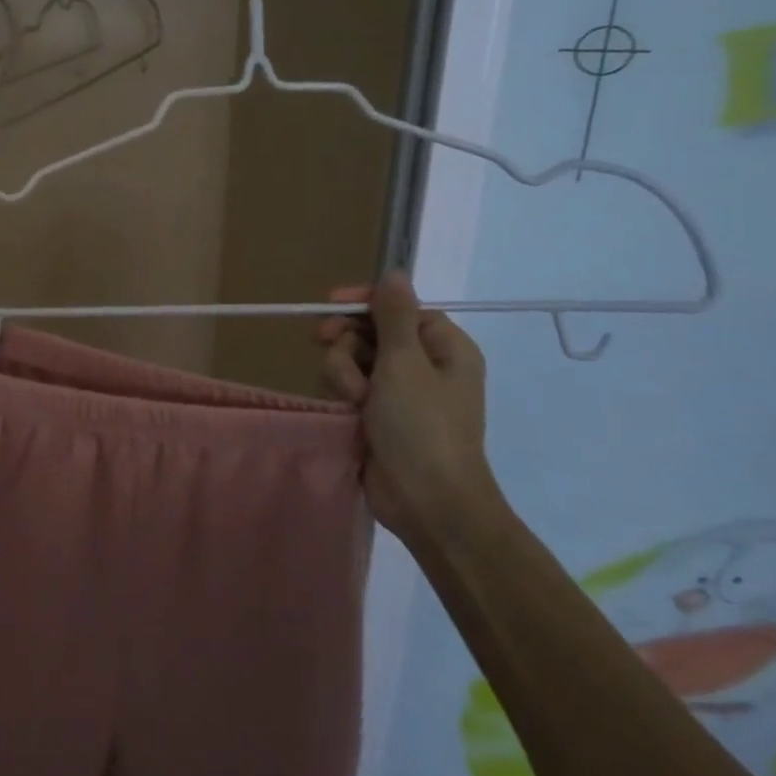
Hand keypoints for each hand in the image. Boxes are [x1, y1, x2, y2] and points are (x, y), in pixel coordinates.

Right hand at [318, 273, 493, 536]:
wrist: (427, 503)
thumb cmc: (422, 426)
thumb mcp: (406, 362)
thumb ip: (394, 314)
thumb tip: (395, 273)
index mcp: (444, 346)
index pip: (398, 307)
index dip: (364, 303)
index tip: (330, 305)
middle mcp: (424, 365)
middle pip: (370, 332)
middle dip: (349, 345)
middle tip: (333, 353)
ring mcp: (399, 393)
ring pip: (352, 361)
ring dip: (344, 374)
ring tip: (354, 401)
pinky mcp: (377, 416)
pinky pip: (348, 388)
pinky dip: (343, 395)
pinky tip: (347, 412)